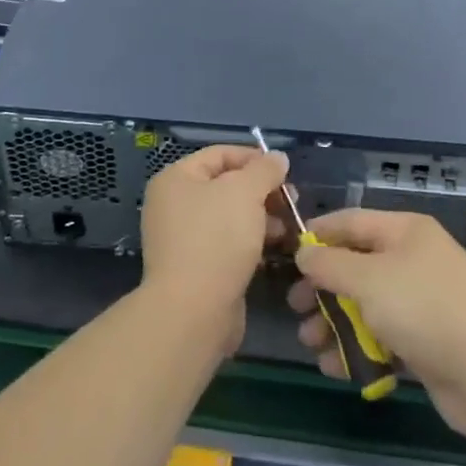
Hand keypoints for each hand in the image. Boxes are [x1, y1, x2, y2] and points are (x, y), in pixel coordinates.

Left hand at [140, 144, 289, 350]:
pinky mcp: (197, 267)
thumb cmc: (216, 238)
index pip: (220, 154)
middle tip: (291, 201)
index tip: (285, 170)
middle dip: (262, 191)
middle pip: (226, 186)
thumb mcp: (246, 191)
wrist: (193, 310)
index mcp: (176, 178)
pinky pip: (228, 244)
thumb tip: (277, 157)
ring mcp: (184, 238)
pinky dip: (251, 242)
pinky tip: (275, 249)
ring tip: (289, 228)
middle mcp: (174, 205)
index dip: (254, 158)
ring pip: (230, 217)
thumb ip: (264, 170)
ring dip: (262, 218)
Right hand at [289, 209, 465, 441]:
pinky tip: (335, 368)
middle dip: (323, 288)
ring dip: (335, 323)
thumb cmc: (424, 309)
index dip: (317, 235)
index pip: (351, 222)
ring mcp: (421, 302)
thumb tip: (304, 253)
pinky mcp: (426, 342)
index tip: (286, 254)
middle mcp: (413, 260)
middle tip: (295, 308)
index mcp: (404, 232)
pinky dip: (359, 349)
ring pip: (366, 306)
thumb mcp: (368, 279)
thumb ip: (330, 264)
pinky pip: (382, 338)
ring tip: (310, 344)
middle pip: (356, 266)